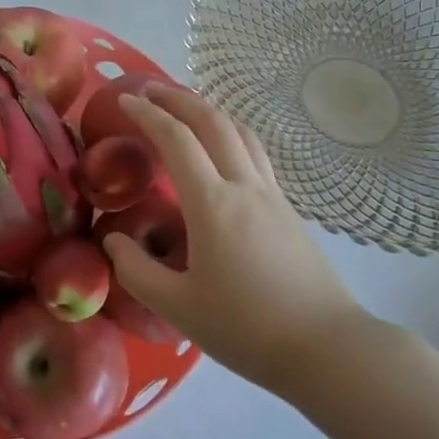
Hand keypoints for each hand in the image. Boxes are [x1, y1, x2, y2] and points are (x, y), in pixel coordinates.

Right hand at [102, 89, 370, 398]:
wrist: (326, 348)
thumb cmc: (246, 328)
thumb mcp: (177, 307)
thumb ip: (136, 270)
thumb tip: (112, 239)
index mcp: (213, 204)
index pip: (176, 140)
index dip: (147, 114)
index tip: (123, 101)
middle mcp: (244, 186)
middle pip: (213, 121)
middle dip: (178, 98)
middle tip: (149, 90)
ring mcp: (272, 194)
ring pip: (240, 131)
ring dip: (208, 110)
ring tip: (184, 108)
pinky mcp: (288, 208)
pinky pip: (255, 152)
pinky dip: (230, 133)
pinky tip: (221, 150)